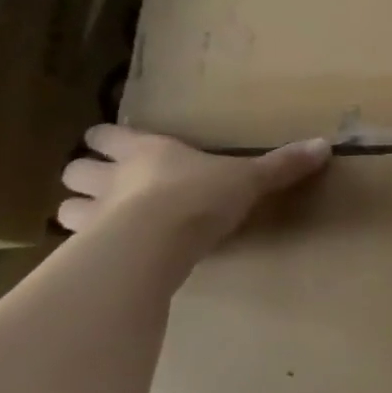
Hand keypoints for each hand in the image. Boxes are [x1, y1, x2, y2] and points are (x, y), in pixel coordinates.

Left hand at [58, 126, 331, 257]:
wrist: (158, 241)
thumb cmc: (201, 196)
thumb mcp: (250, 179)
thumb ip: (282, 165)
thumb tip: (325, 145)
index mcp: (147, 151)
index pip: (107, 135)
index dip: (109, 140)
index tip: (117, 144)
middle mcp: (112, 178)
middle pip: (75, 169)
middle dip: (87, 176)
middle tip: (108, 185)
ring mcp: (93, 216)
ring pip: (66, 208)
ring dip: (80, 212)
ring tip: (103, 223)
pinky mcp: (88, 252)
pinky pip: (77, 248)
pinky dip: (86, 250)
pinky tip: (107, 257)